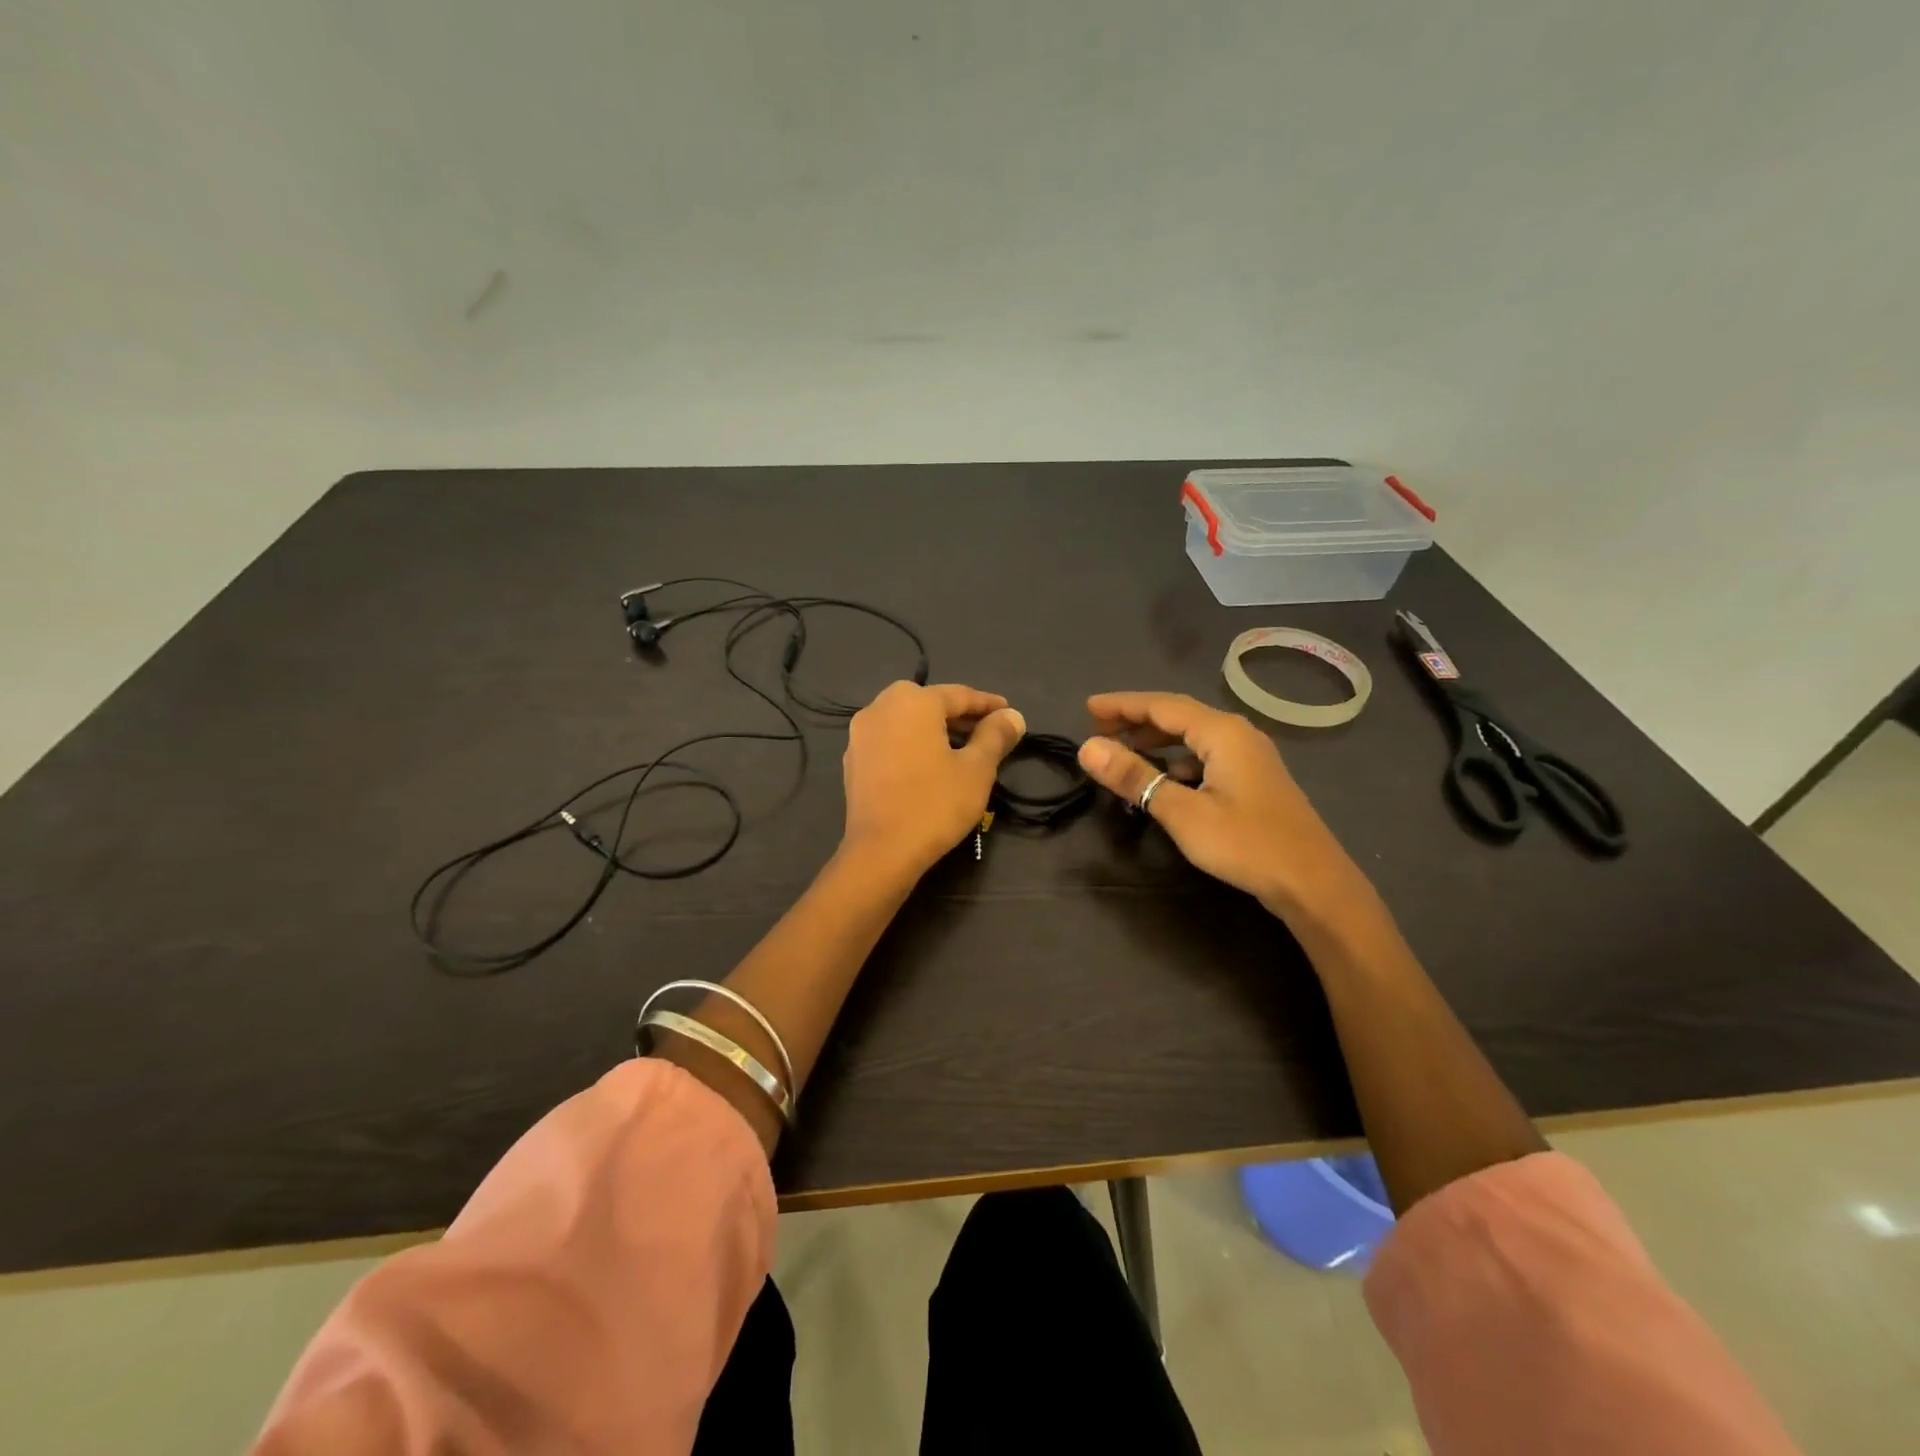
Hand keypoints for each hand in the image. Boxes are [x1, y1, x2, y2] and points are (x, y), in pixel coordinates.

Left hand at [842, 681, 1025, 873]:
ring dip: (934, 728)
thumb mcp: (977, 769)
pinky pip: (890, 739)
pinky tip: (929, 763)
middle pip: (928, 703)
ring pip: (906, 720)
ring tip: (961, 747)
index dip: (988, 704)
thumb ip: (995, 736)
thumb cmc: (935, 804)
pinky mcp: (853, 759)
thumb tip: (1013, 716)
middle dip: (959, 714)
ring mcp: (861, 733)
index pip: (959, 695)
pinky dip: (912, 743)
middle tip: (986, 729)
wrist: (881, 851)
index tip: (1009, 713)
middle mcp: (880, 707)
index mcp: (912, 701)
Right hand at [1077, 692, 1365, 920]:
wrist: (1314, 883)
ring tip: (1123, 749)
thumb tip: (1087, 748)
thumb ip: (1135, 778)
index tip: (1087, 708)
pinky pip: (1206, 755)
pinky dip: (1177, 759)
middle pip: (1178, 715)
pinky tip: (1165, 777)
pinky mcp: (1253, 779)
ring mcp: (1250, 757)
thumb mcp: (1182, 812)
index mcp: (1222, 732)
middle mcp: (1237, 734)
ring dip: (1157, 738)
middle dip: (1137, 718)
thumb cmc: (1246, 843)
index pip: (1161, 705)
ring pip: (1193, 736)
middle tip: (1098, 728)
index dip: (1122, 705)